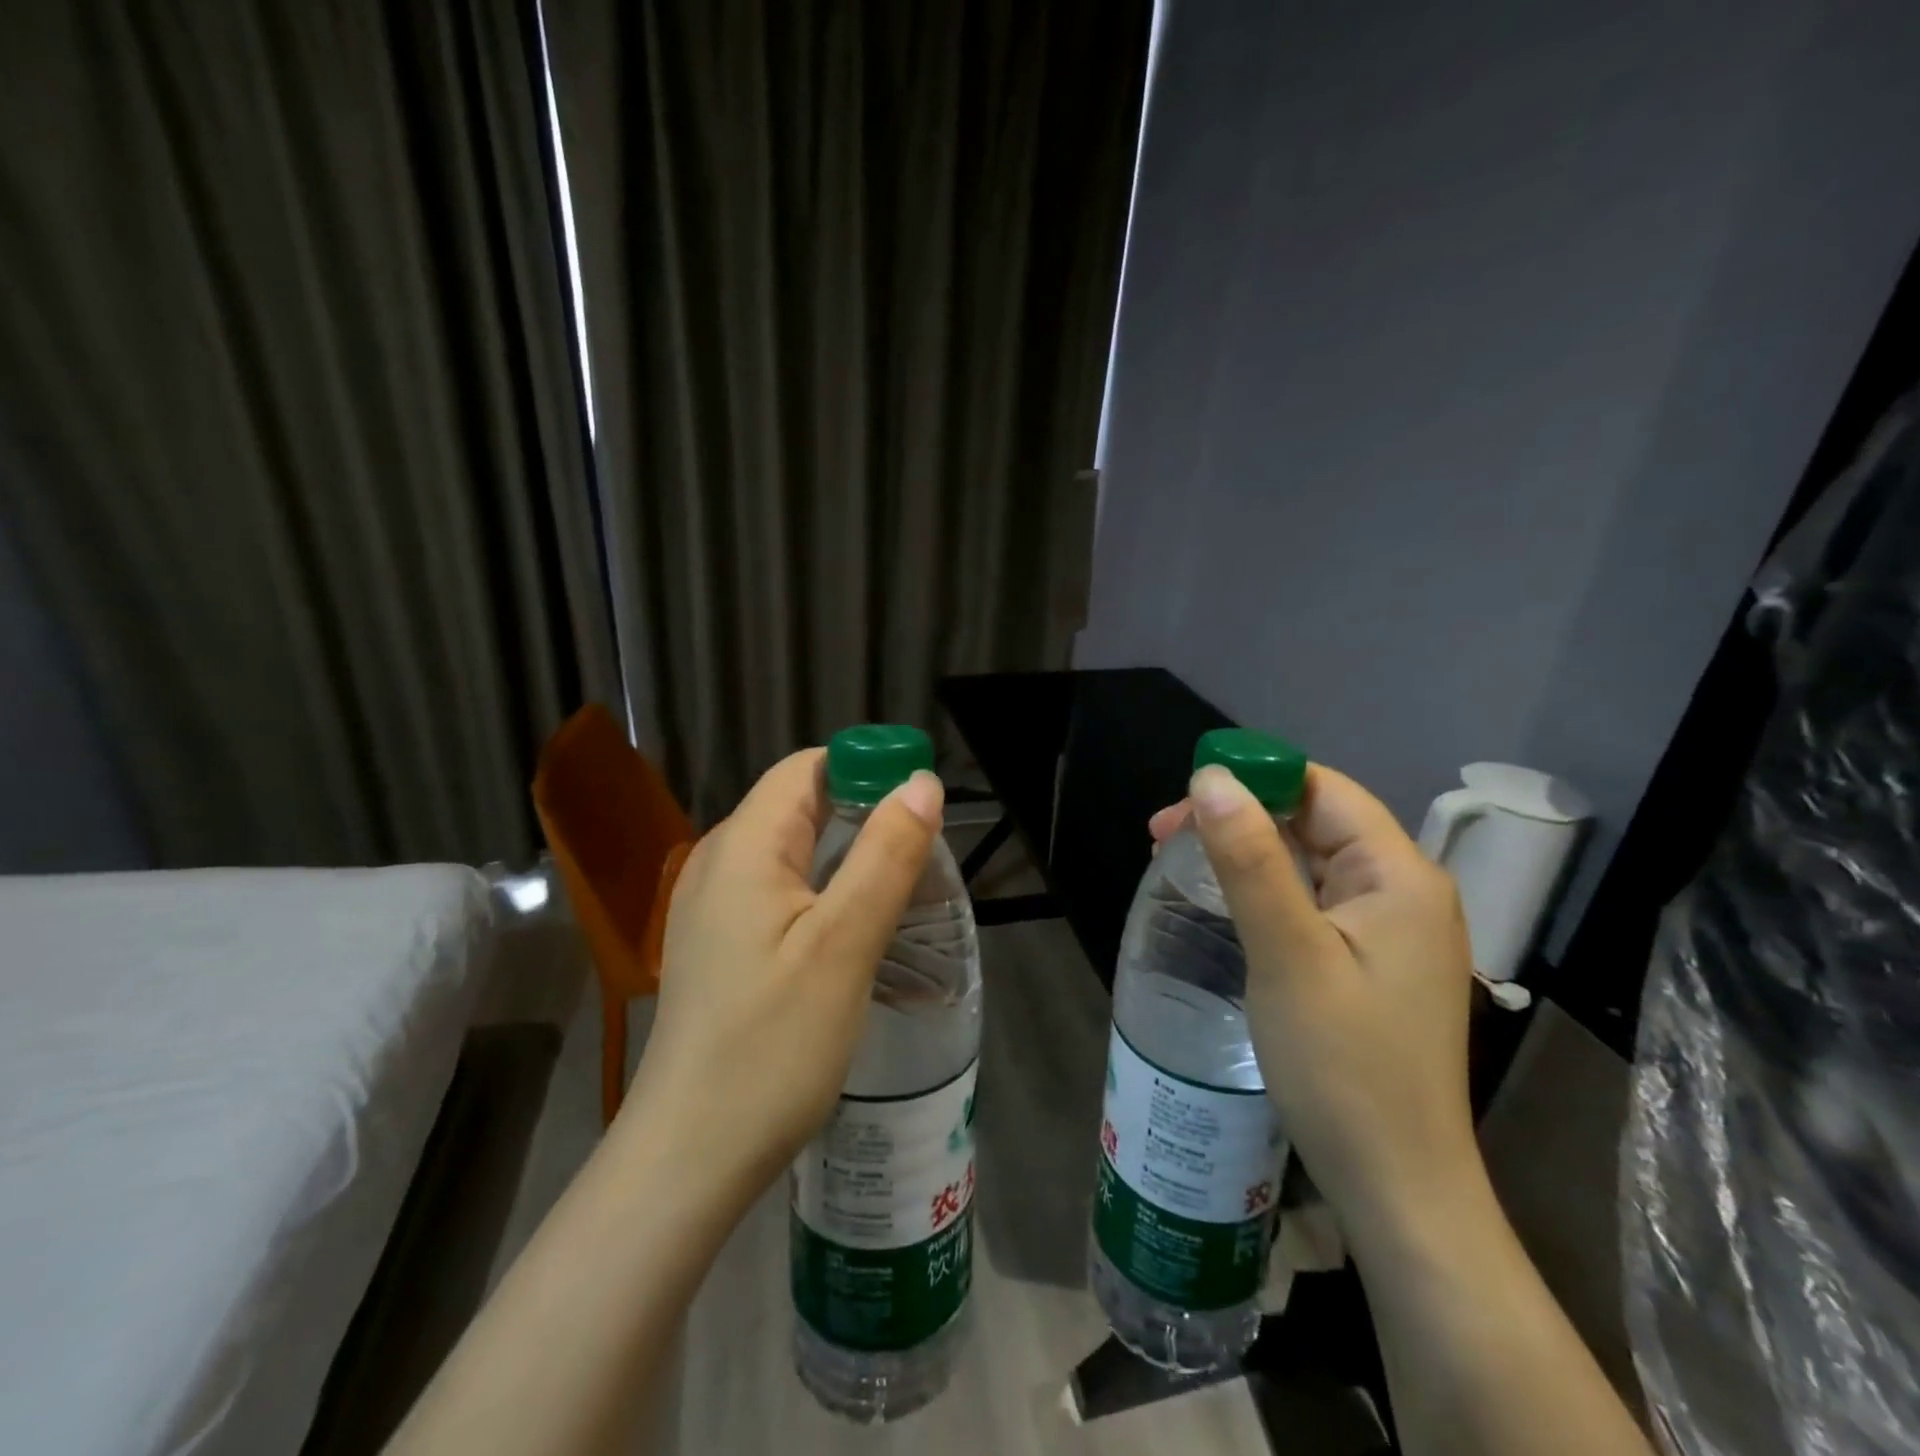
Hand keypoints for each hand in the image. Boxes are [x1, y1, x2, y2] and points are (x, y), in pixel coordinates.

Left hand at [624, 748, 944, 1200]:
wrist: (691, 1156)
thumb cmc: (772, 1046)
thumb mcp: (844, 944)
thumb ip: (885, 855)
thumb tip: (921, 782)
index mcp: (744, 846)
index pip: (807, 768)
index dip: (866, 768)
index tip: (921, 803)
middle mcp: (719, 861)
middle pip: (800, 805)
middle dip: (864, 814)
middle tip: (923, 856)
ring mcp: (712, 905)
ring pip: (792, 849)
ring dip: (848, 854)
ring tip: (902, 890)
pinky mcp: (719, 942)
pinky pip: (779, 888)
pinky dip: (824, 889)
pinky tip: (854, 928)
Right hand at [1151, 763, 1479, 1243]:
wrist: (1396, 1185)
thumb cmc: (1343, 1065)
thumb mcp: (1287, 953)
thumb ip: (1250, 860)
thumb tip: (1211, 779)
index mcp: (1399, 875)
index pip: (1322, 790)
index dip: (1253, 778)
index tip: (1182, 801)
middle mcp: (1404, 891)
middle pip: (1315, 821)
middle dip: (1241, 816)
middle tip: (1164, 836)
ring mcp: (1390, 930)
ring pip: (1310, 861)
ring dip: (1248, 852)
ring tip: (1182, 861)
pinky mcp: (1371, 962)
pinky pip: (1314, 900)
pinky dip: (1266, 889)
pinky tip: (1228, 903)